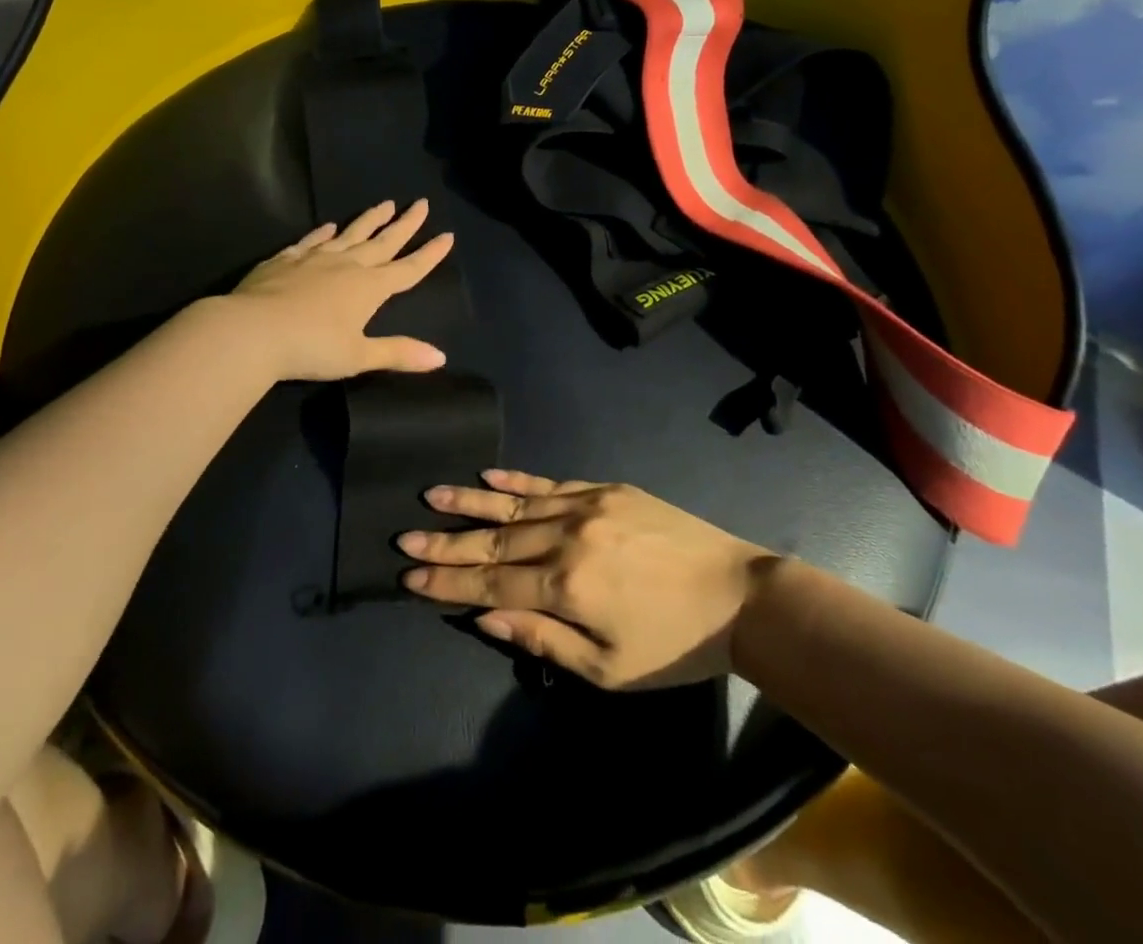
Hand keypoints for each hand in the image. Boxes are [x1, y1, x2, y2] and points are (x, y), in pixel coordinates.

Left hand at [223, 200, 452, 381]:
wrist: (252, 330)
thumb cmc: (311, 347)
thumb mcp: (359, 356)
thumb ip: (398, 353)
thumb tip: (440, 357)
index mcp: (369, 288)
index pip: (408, 269)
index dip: (429, 254)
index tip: (448, 235)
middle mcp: (347, 266)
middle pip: (383, 242)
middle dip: (405, 224)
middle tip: (421, 203)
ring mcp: (315, 259)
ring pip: (349, 234)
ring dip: (369, 220)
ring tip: (384, 203)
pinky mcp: (285, 260)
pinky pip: (310, 241)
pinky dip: (322, 233)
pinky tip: (328, 226)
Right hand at [397, 471, 773, 689]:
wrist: (737, 595)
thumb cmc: (673, 645)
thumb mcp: (609, 666)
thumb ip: (542, 638)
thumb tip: (483, 615)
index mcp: (566, 585)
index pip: (491, 581)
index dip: (448, 580)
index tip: (410, 573)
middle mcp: (566, 537)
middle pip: (494, 541)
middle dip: (447, 542)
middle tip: (405, 536)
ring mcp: (586, 505)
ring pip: (515, 506)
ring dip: (470, 503)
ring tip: (432, 496)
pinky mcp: (605, 489)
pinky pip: (550, 483)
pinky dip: (516, 482)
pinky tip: (488, 477)